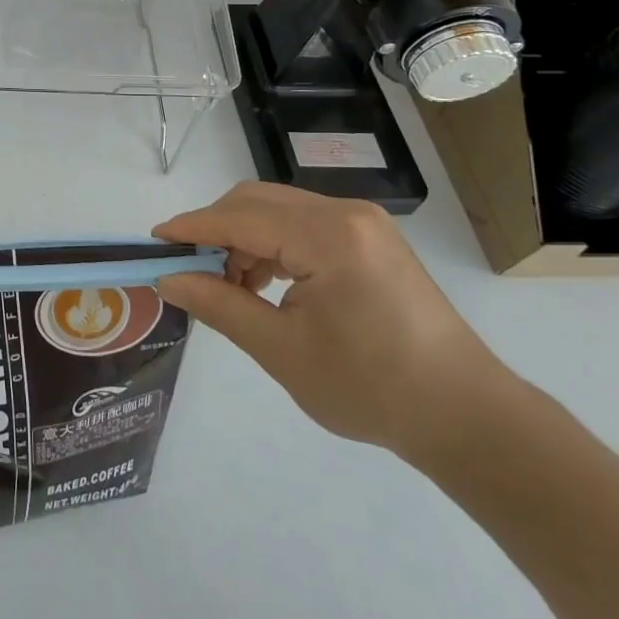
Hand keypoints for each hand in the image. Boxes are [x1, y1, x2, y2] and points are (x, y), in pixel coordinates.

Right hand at [154, 182, 513, 462]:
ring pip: (278, 210)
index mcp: (327, 236)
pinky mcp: (371, 238)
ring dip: (244, 238)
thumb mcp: (282, 350)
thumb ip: (219, 305)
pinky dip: (273, 244)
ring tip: (231, 287)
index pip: (239, 216)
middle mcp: (345, 213)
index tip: (152, 243)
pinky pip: (303, 224)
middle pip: (257, 201)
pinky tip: (267, 283)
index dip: (191, 227)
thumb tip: (168, 279)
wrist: (467, 417)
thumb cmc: (371, 388)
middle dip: (216, 231)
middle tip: (191, 273)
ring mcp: (363, 223)